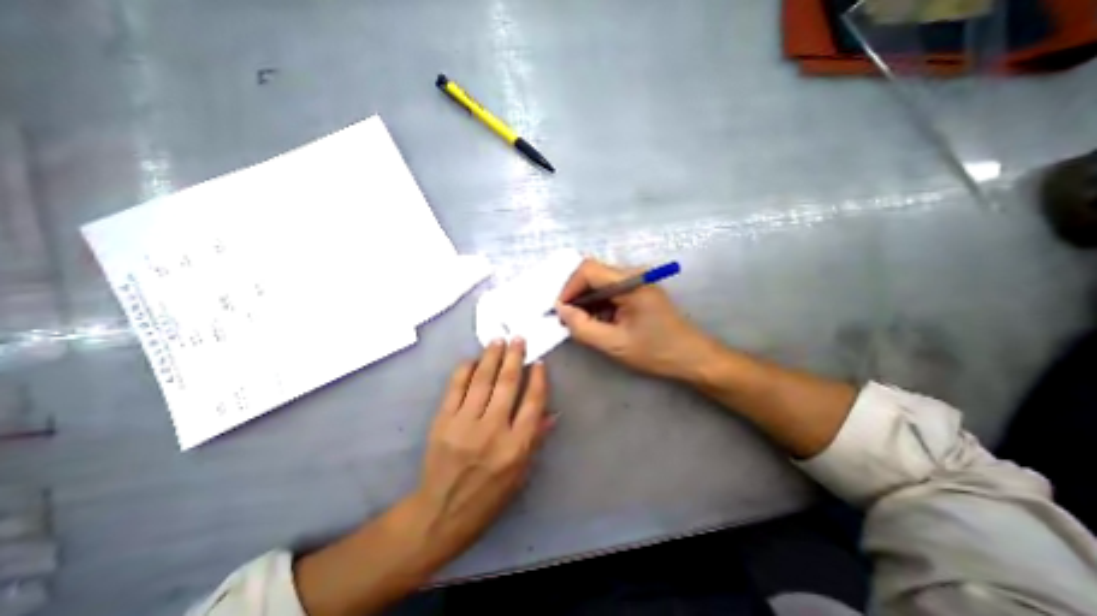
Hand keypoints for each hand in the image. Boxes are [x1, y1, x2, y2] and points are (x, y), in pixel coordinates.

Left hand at [410, 342, 552, 566]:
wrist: (440, 513)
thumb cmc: (488, 497)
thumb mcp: (520, 475)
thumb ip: (536, 439)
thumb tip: (552, 413)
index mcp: (516, 447)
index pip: (532, 403)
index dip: (538, 379)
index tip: (539, 363)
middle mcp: (493, 431)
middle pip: (507, 384)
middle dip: (515, 357)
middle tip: (518, 339)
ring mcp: (465, 424)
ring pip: (482, 380)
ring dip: (492, 356)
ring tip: (498, 340)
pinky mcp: (443, 422)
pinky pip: (456, 388)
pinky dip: (465, 370)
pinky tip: (473, 359)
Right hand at [553, 257, 715, 383]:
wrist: (693, 357)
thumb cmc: (656, 352)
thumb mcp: (614, 344)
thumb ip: (583, 327)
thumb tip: (561, 310)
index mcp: (631, 283)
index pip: (588, 270)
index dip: (569, 287)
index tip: (561, 310)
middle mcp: (634, 275)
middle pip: (593, 273)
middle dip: (576, 295)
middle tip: (567, 319)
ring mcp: (637, 281)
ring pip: (600, 282)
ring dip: (586, 300)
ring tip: (581, 323)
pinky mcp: (638, 290)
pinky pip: (610, 290)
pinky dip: (598, 304)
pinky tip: (597, 322)